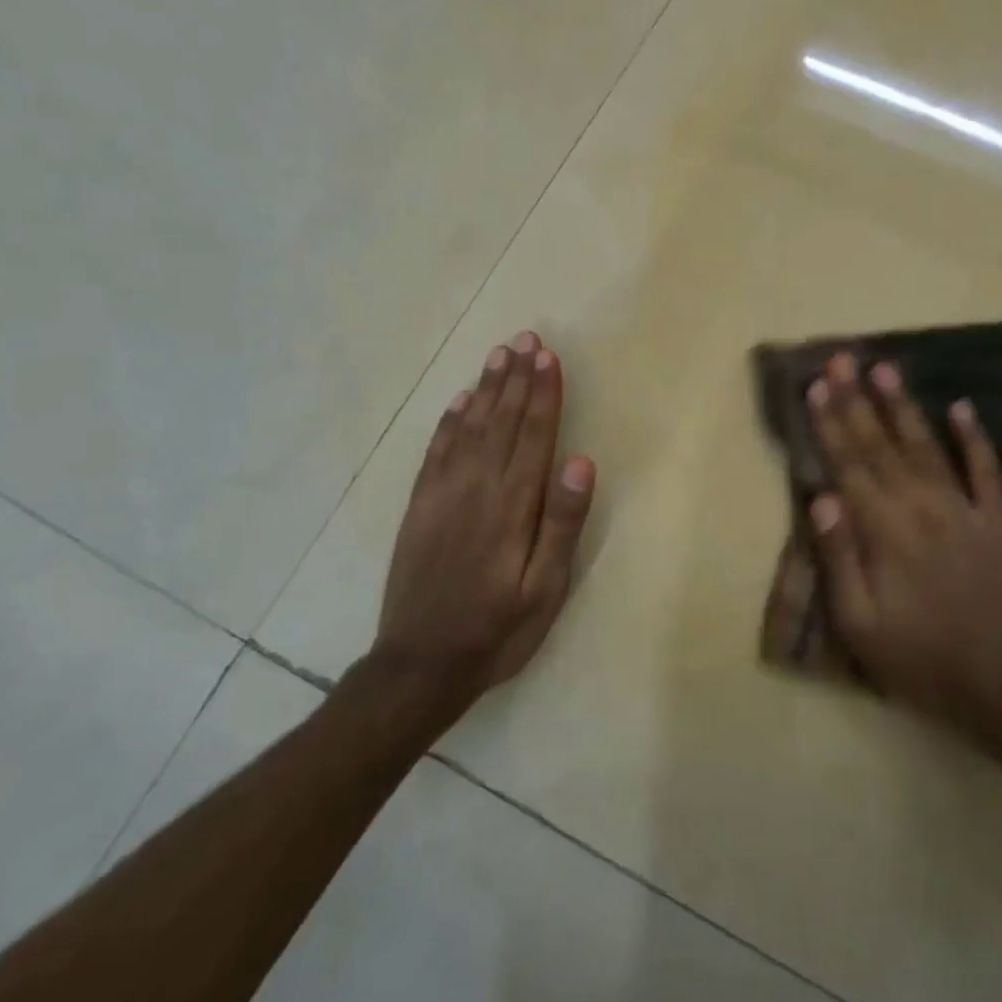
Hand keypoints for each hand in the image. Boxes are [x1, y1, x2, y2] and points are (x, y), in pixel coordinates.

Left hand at [372, 330, 595, 708]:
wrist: (420, 663)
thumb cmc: (497, 628)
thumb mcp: (545, 588)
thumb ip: (563, 523)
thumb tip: (581, 462)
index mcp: (514, 504)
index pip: (534, 435)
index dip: (544, 394)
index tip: (549, 357)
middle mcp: (477, 487)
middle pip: (502, 420)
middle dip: (517, 378)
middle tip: (526, 338)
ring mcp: (443, 493)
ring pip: (470, 426)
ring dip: (486, 388)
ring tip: (499, 355)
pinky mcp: (419, 506)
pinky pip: (436, 450)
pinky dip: (450, 420)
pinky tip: (460, 401)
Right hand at [807, 353, 1001, 730]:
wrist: (1000, 685)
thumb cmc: (917, 658)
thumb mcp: (859, 623)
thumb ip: (839, 557)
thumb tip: (821, 497)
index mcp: (884, 530)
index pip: (849, 464)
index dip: (830, 423)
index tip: (815, 385)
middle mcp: (921, 506)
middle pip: (881, 444)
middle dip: (857, 399)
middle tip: (842, 358)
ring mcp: (964, 509)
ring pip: (927, 445)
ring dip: (904, 405)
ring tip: (886, 367)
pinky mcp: (998, 521)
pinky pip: (985, 470)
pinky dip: (974, 437)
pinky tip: (962, 407)